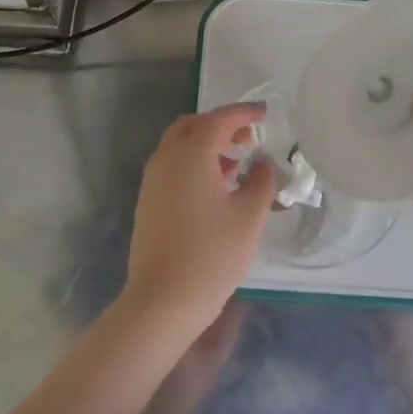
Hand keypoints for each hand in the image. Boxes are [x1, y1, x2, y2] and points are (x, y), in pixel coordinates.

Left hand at [120, 104, 276, 336]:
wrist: (162, 300)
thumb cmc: (211, 254)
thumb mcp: (248, 217)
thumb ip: (260, 182)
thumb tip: (262, 163)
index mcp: (191, 154)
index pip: (219, 120)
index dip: (243, 113)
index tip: (264, 113)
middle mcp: (166, 159)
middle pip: (193, 126)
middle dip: (221, 125)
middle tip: (248, 137)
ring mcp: (152, 180)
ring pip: (179, 146)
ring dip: (206, 145)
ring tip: (235, 165)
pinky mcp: (148, 201)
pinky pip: (172, 166)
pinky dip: (193, 163)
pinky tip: (215, 188)